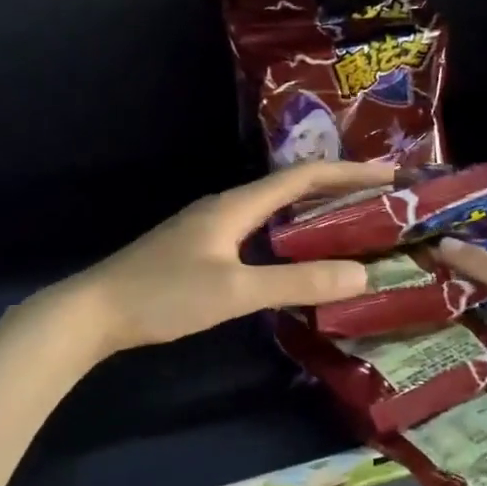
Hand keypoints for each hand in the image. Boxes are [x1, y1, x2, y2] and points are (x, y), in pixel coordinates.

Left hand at [60, 161, 396, 354]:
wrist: (94, 312)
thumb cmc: (163, 295)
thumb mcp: (234, 291)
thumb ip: (296, 283)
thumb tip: (360, 275)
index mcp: (236, 205)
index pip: (303, 177)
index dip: (350, 173)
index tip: (392, 176)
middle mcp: (226, 207)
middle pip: (291, 188)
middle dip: (338, 190)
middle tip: (382, 203)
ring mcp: (211, 229)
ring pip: (274, 212)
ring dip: (314, 214)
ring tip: (353, 226)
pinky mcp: (201, 250)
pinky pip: (259, 233)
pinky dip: (289, 238)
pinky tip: (299, 259)